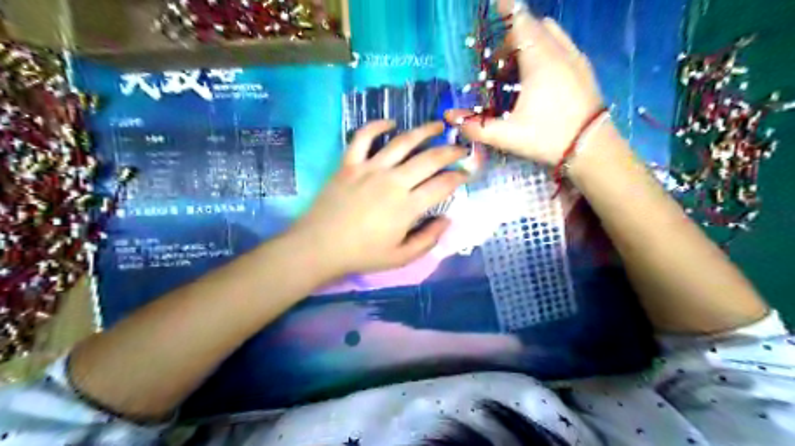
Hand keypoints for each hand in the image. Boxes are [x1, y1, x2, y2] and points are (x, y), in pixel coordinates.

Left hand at [289, 121, 466, 275]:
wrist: (319, 246)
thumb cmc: (362, 255)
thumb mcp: (401, 257)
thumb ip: (428, 240)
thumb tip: (447, 220)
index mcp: (407, 206)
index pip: (443, 184)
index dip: (459, 177)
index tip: (467, 173)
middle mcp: (393, 181)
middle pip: (429, 158)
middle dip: (451, 151)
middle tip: (461, 148)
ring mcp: (370, 168)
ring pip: (402, 142)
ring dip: (423, 131)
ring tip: (438, 125)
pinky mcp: (349, 163)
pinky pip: (363, 137)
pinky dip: (377, 126)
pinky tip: (390, 123)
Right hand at [447, 1, 603, 164]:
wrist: (592, 148)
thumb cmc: (548, 137)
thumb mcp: (508, 136)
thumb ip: (476, 126)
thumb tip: (449, 117)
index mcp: (540, 61)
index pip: (521, 23)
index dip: (507, 10)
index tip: (497, 1)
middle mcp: (559, 52)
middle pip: (533, 27)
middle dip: (512, 36)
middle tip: (497, 61)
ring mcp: (575, 58)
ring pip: (551, 33)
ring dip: (531, 40)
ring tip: (518, 67)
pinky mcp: (584, 69)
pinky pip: (562, 44)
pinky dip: (547, 47)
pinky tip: (539, 74)